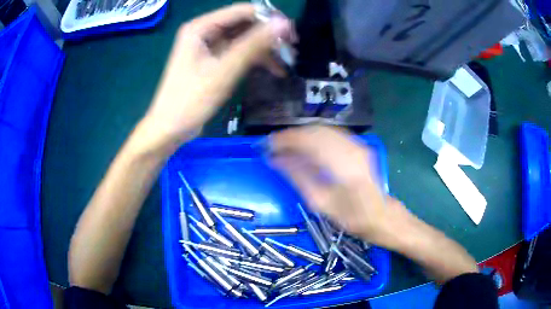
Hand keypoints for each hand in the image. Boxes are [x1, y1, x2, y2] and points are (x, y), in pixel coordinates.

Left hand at [143, 3, 291, 146]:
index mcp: (201, 27)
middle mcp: (205, 31)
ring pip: (244, 39)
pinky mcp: (213, 60)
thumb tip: (283, 23)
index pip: (242, 11)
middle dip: (269, 35)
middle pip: (244, 24)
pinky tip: (275, 69)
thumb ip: (254, 44)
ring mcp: (209, 46)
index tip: (291, 33)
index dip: (269, 17)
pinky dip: (256, 59)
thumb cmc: (191, 99)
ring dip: (266, 48)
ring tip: (289, 60)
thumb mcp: (224, 70)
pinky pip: (239, 52)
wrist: (170, 128)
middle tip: (293, 48)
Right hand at [268, 126, 404, 245]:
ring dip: (302, 134)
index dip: (286, 140)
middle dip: (292, 135)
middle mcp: (352, 150)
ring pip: (323, 129)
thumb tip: (275, 160)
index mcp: (343, 168)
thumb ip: (298, 177)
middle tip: (274, 145)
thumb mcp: (320, 203)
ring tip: (285, 145)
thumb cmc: (350, 216)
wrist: (379, 214)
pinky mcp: (358, 145)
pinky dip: (314, 136)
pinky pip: (331, 133)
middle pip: (315, 131)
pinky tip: (304, 145)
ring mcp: (357, 145)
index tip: (268, 145)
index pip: (309, 142)